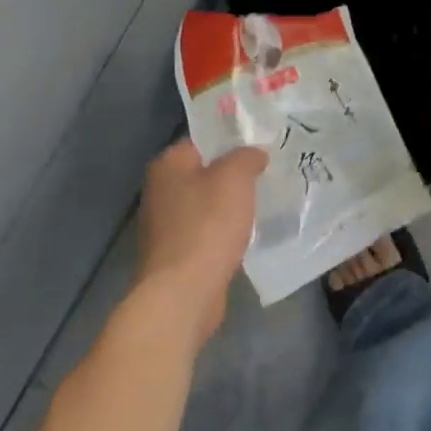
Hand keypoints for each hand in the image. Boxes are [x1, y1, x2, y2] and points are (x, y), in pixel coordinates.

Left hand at [136, 138, 266, 339]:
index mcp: (168, 165)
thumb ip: (246, 157)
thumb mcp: (235, 178)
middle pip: (205, 172)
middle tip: (269, 175)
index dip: (233, 140)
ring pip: (207, 204)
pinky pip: (207, 232)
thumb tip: (254, 154)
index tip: (263, 147)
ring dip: (231, 206)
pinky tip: (247, 236)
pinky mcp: (176, 253)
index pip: (203, 140)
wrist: (184, 291)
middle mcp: (161, 190)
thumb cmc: (208, 226)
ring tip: (264, 204)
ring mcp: (166, 224)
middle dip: (235, 175)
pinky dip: (225, 232)